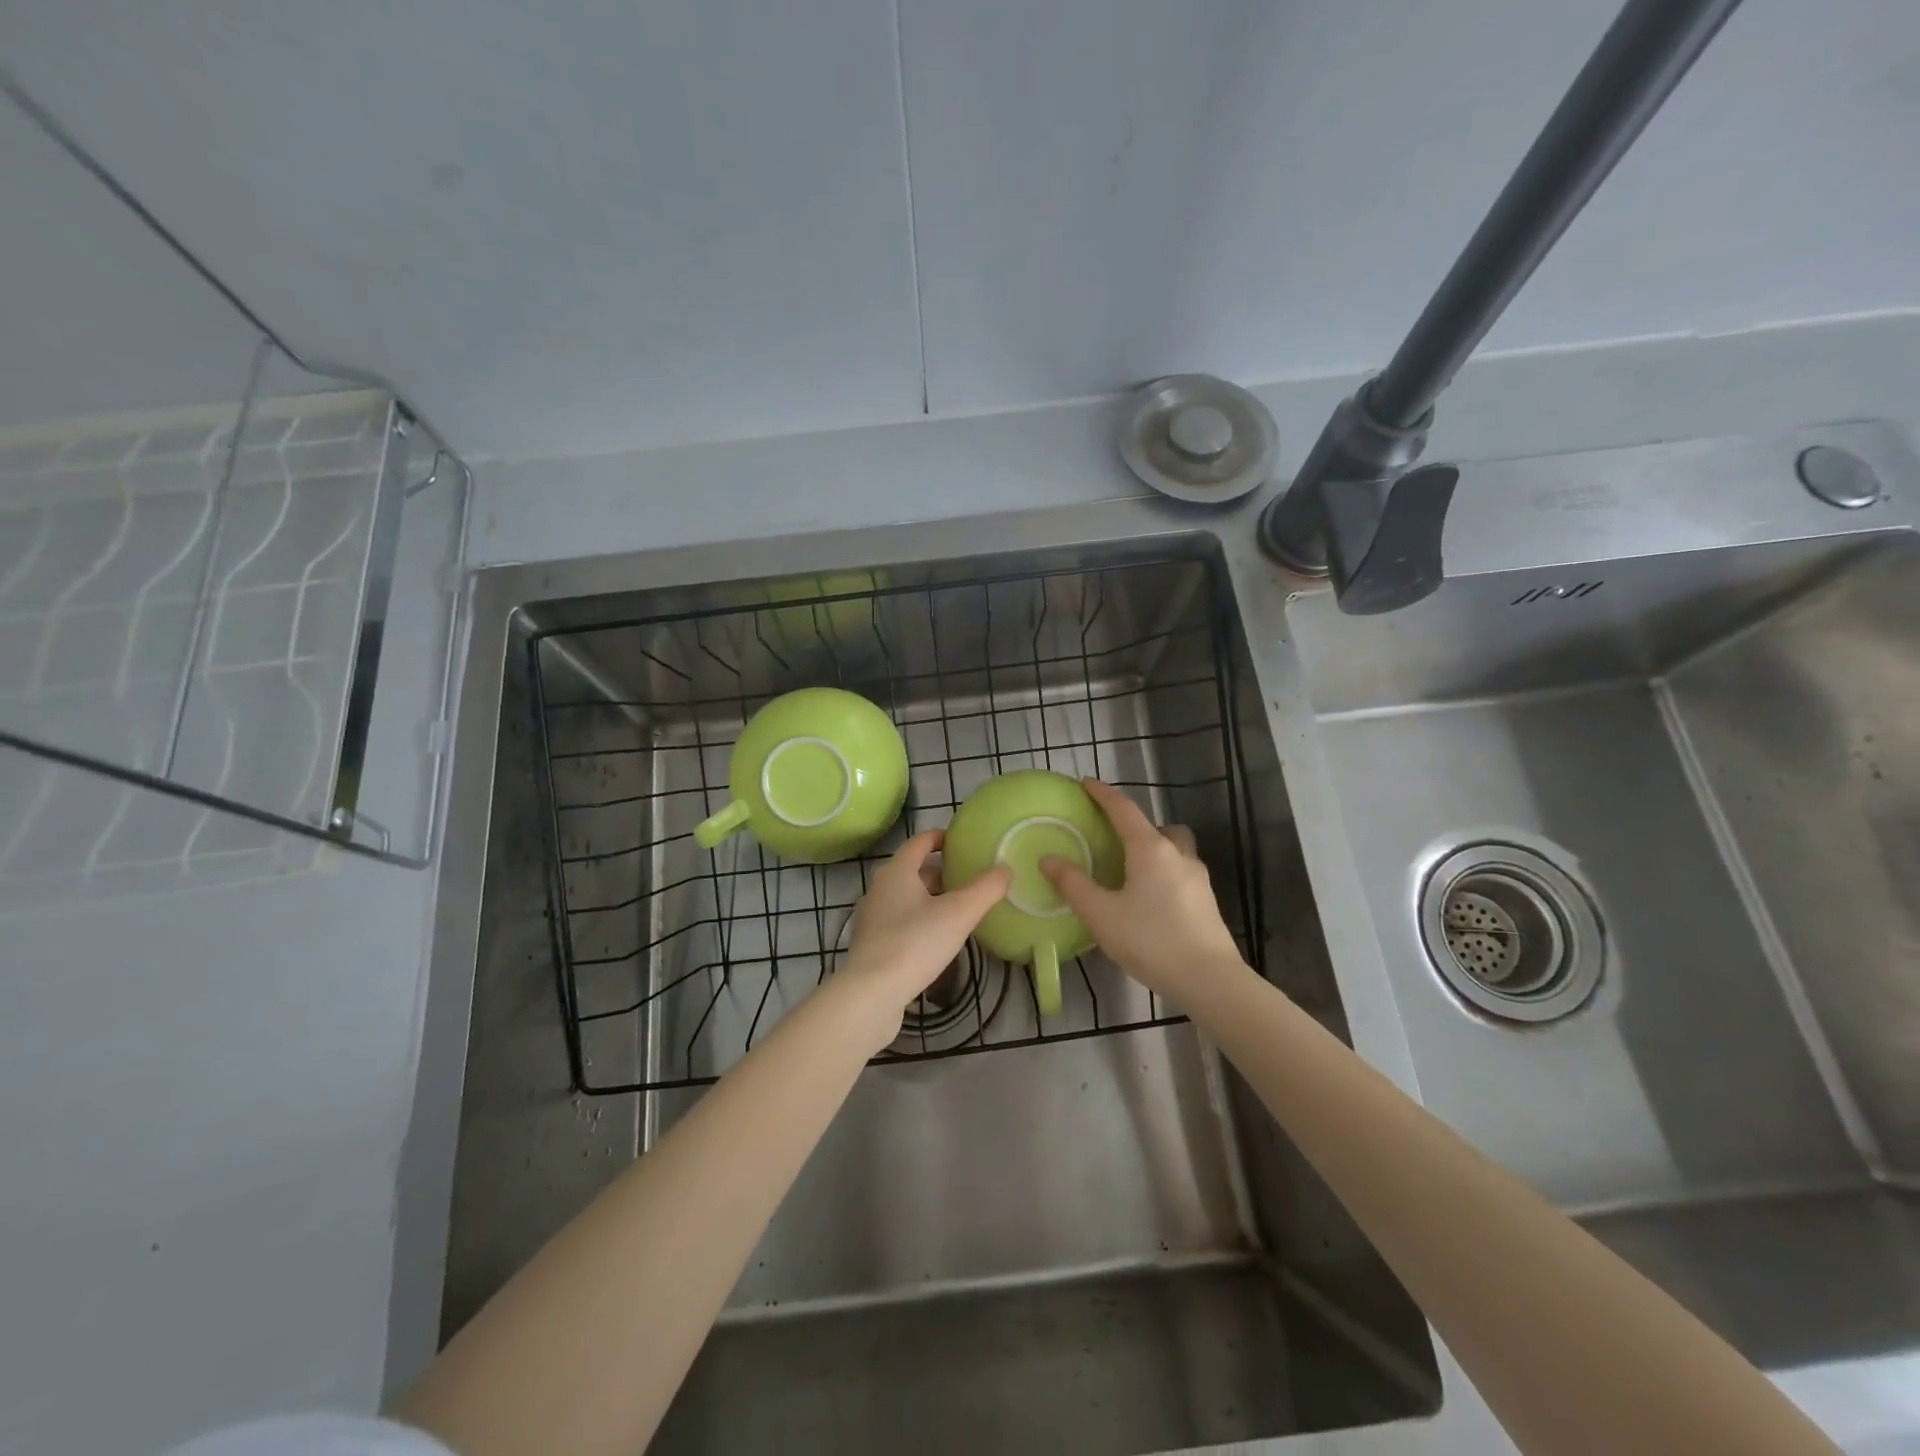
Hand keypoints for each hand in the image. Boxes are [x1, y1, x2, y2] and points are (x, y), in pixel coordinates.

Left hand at [837, 830, 1010, 1045]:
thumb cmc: (915, 943)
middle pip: (912, 871)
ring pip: (905, 898)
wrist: (871, 994)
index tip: (962, 842)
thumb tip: (1005, 869)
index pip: (919, 842)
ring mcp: (871, 918)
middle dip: (940, 872)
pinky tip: (937, 940)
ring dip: (930, 899)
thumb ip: (985, 889)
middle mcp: (878, 889)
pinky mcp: (871, 946)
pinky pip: (899, 923)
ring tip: (959, 910)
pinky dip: (919, 922)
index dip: (940, 838)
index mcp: (896, 871)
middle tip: (969, 879)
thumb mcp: (959, 913)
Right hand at [1041, 777, 1245, 1000]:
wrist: (1210, 980)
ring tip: (1130, 871)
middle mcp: (1177, 854)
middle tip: (1112, 838)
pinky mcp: (1206, 901)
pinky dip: (1163, 873)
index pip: (1123, 809)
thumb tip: (1048, 859)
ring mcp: (1197, 878)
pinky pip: (1180, 872)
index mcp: (1150, 849)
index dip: (1103, 794)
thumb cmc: (1151, 940)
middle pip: (1156, 826)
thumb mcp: (1101, 914)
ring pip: (1173, 849)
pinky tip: (1149, 900)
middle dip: (1135, 825)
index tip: (1085, 783)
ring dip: (1153, 849)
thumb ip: (1073, 885)